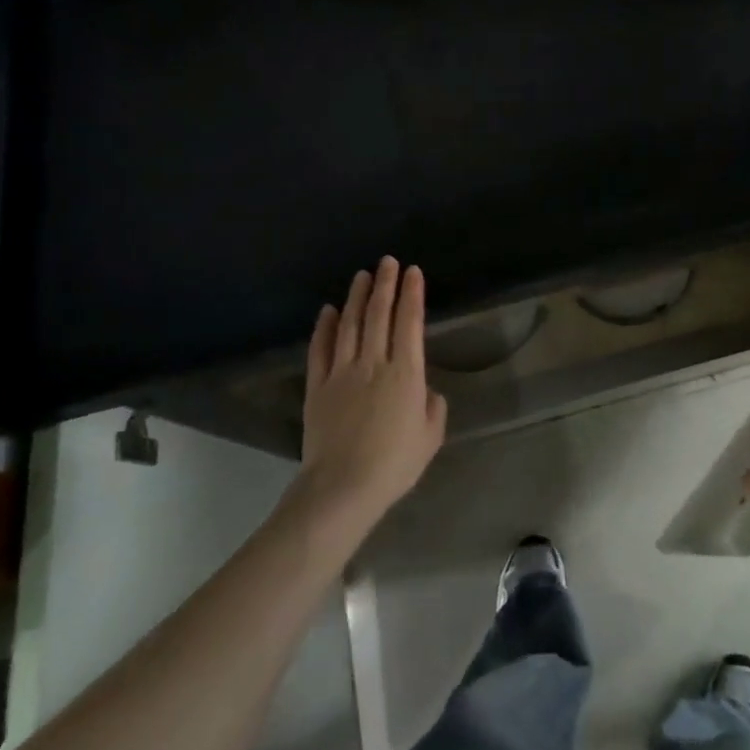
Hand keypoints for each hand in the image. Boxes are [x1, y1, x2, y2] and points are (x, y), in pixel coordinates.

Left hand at [302, 257, 446, 524]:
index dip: (412, 294)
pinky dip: (323, 327)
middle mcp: (374, 363)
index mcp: (406, 373)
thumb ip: (432, 407)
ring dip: (356, 297)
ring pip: (349, 325)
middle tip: (387, 261)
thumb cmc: (394, 464)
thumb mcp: (430, 436)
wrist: (342, 487)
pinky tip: (327, 310)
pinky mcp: (317, 387)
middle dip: (384, 285)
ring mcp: (341, 372)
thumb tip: (424, 392)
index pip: (409, 322)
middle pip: (378, 315)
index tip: (413, 272)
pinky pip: (320, 349)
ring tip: (361, 275)